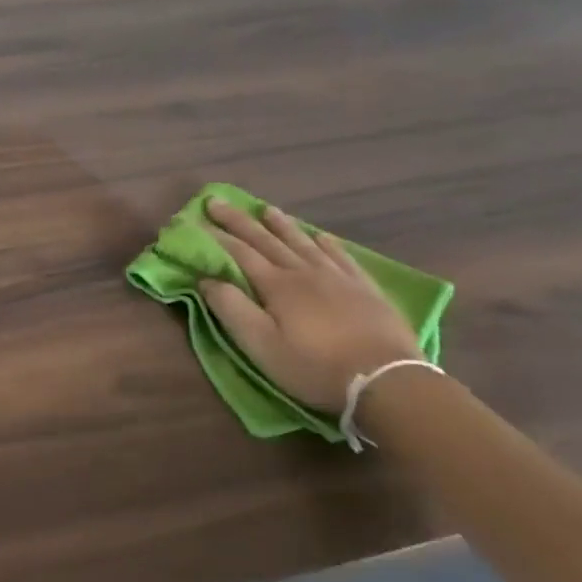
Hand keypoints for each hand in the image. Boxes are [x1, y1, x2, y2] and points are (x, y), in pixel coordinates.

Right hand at [200, 200, 422, 412]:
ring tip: (267, 210)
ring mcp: (338, 278)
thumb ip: (231, 309)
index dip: (215, 235)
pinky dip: (327, 243)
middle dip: (240, 221)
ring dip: (281, 225)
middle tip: (218, 201)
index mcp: (276, 285)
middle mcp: (304, 272)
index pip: (239, 253)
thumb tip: (206, 279)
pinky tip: (321, 236)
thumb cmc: (314, 367)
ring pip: (303, 242)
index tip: (194, 219)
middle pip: (267, 240)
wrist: (387, 380)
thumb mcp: (261, 345)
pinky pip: (342, 256)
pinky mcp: (365, 289)